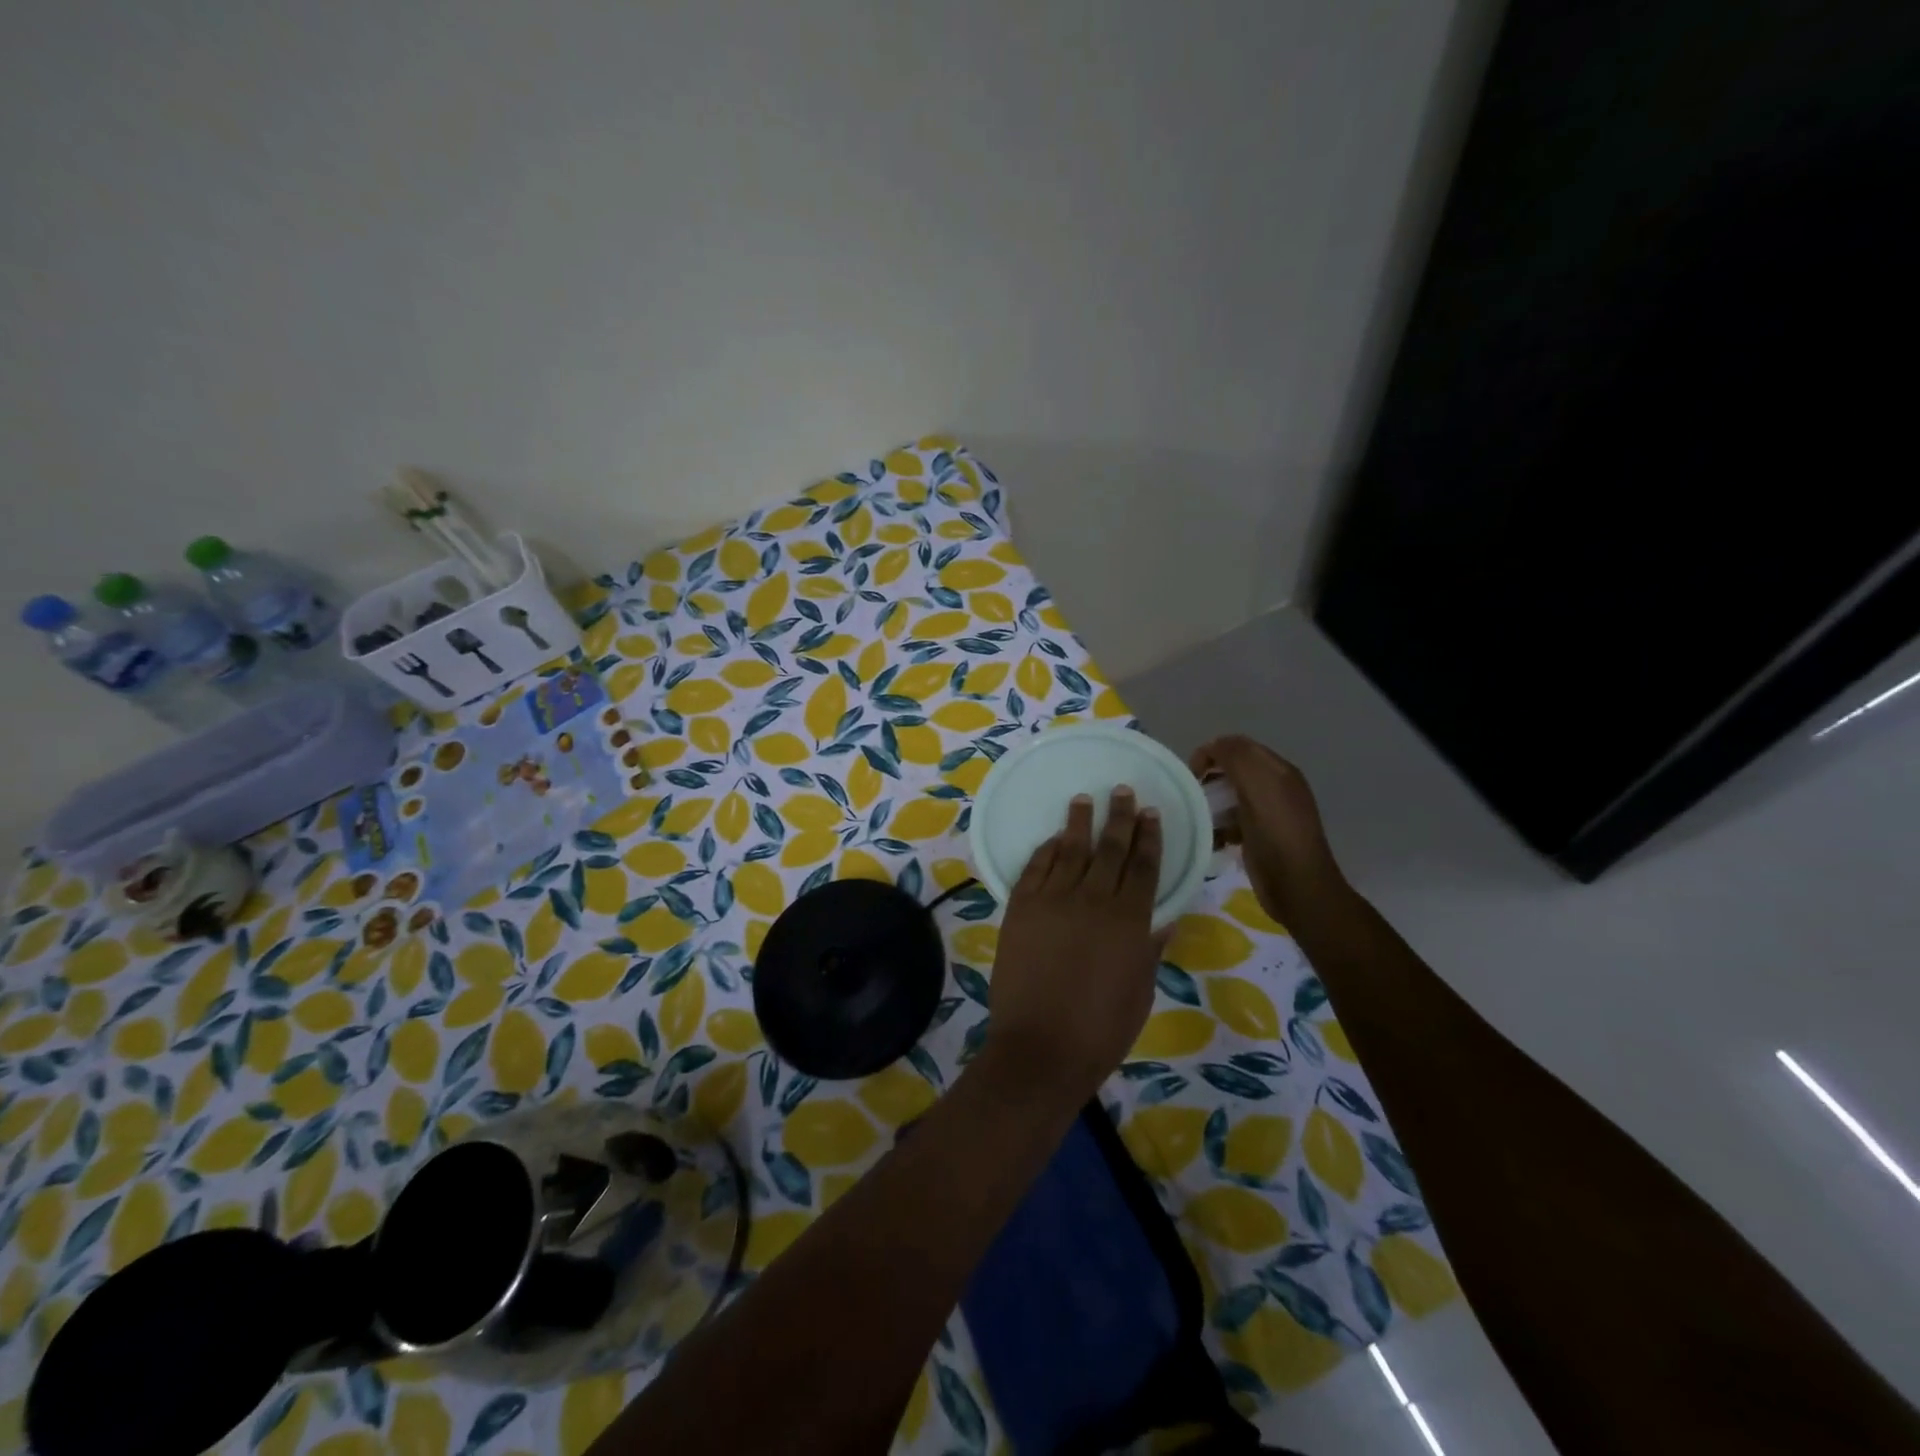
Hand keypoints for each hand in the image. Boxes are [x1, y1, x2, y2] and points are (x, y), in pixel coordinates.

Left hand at [985, 787, 1164, 1105]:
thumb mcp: (1140, 991)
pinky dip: (1046, 850)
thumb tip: (1165, 919)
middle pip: (1110, 849)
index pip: (1144, 867)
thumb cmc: (1101, 1029)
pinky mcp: (1020, 908)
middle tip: (1123, 791)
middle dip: (1119, 818)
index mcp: (1130, 921)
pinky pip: (1035, 869)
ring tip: (1085, 799)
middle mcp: (1093, 900)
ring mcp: (1052, 901)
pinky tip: (1054, 839)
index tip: (1151, 813)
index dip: (1149, 837)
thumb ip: (1150, 949)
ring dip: (1079, 823)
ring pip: (1070, 851)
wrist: (1041, 1046)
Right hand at [1190, 736, 1345, 925]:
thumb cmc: (1276, 835)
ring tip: (1200, 820)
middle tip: (1193, 797)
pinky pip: (1231, 821)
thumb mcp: (1258, 787)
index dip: (1211, 753)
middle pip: (1232, 771)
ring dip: (1211, 805)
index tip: (1192, 775)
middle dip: (1209, 779)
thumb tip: (1213, 745)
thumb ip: (1237, 758)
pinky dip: (1218, 827)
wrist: (1298, 888)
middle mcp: (1275, 787)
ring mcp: (1268, 814)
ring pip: (1229, 797)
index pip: (1238, 746)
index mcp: (1278, 771)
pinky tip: (1213, 840)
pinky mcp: (1259, 837)